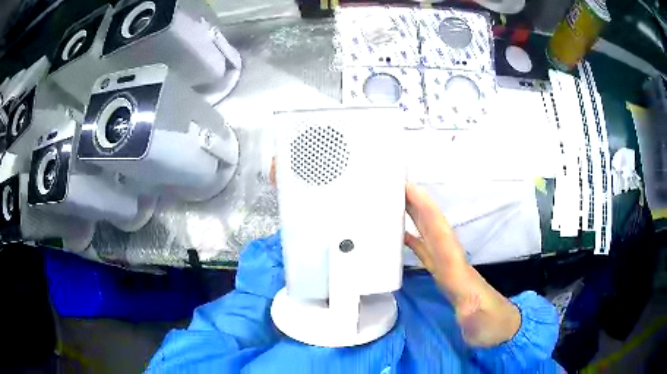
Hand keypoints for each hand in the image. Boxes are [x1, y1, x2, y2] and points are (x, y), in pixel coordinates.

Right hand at [404, 182, 520, 346]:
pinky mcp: (445, 278)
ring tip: (396, 204)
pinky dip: (415, 241)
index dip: (426, 211)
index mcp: (458, 269)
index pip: (440, 236)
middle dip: (417, 205)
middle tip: (396, 187)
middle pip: (434, 229)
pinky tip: (403, 236)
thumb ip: (473, 310)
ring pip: (429, 238)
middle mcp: (452, 263)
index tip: (410, 189)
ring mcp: (449, 269)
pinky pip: (427, 254)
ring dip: (415, 219)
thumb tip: (463, 302)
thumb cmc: (491, 324)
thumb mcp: (482, 319)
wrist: (500, 330)